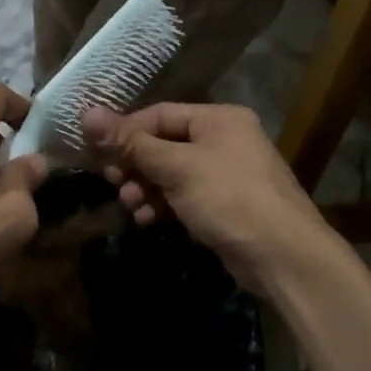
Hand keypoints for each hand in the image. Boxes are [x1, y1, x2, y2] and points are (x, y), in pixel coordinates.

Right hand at [81, 103, 338, 295]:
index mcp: (219, 119)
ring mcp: (226, 174)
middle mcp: (224, 140)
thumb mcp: (176, 167)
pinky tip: (147, 219)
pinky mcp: (224, 205)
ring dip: (145, 187)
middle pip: (164, 143)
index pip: (160, 114)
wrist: (283, 257)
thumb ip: (131, 143)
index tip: (97, 151)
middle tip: (112, 181)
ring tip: (130, 204)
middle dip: (135, 164)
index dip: (126, 131)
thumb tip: (86, 113)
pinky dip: (163, 204)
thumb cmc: (229, 198)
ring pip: (171, 173)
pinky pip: (183, 196)